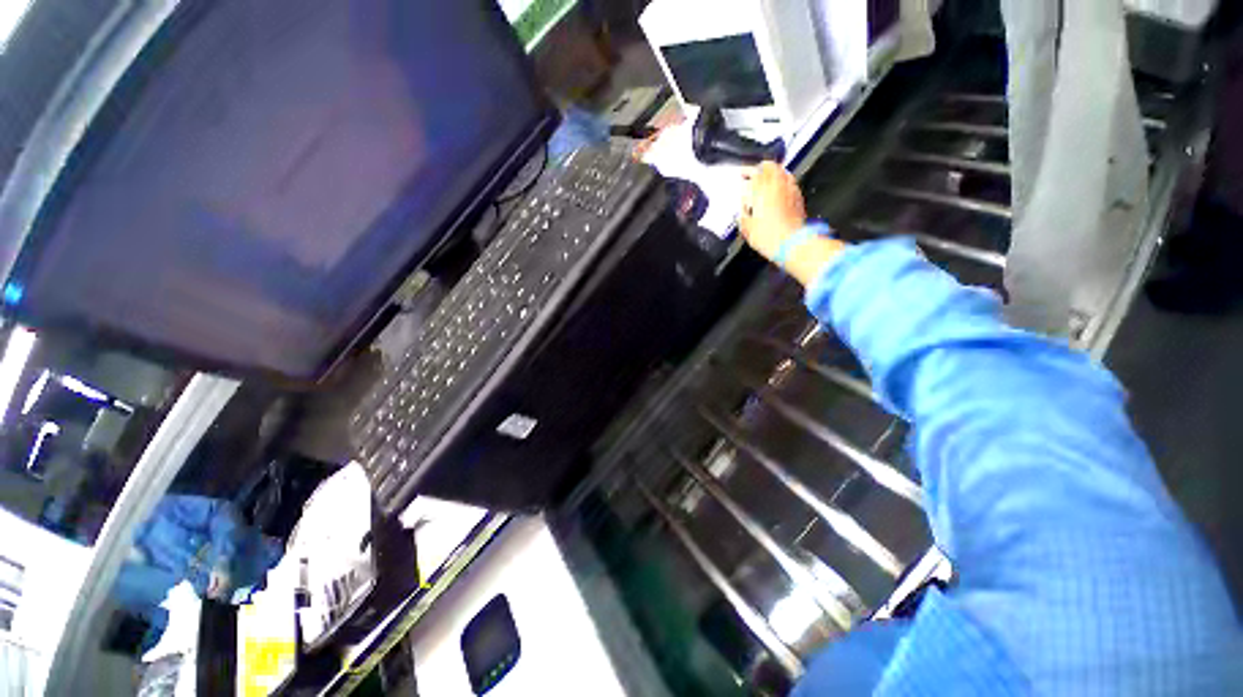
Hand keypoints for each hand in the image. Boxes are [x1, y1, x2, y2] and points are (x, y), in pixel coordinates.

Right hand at [740, 162, 806, 261]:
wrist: (792, 243)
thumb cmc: (769, 237)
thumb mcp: (747, 228)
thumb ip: (743, 215)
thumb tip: (743, 210)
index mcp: (762, 190)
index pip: (754, 172)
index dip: (747, 172)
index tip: (742, 174)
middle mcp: (778, 185)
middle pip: (771, 167)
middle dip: (762, 168)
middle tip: (756, 172)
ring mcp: (791, 190)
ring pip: (783, 172)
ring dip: (774, 173)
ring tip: (768, 179)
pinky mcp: (799, 198)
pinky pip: (791, 183)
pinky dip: (784, 183)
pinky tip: (781, 190)